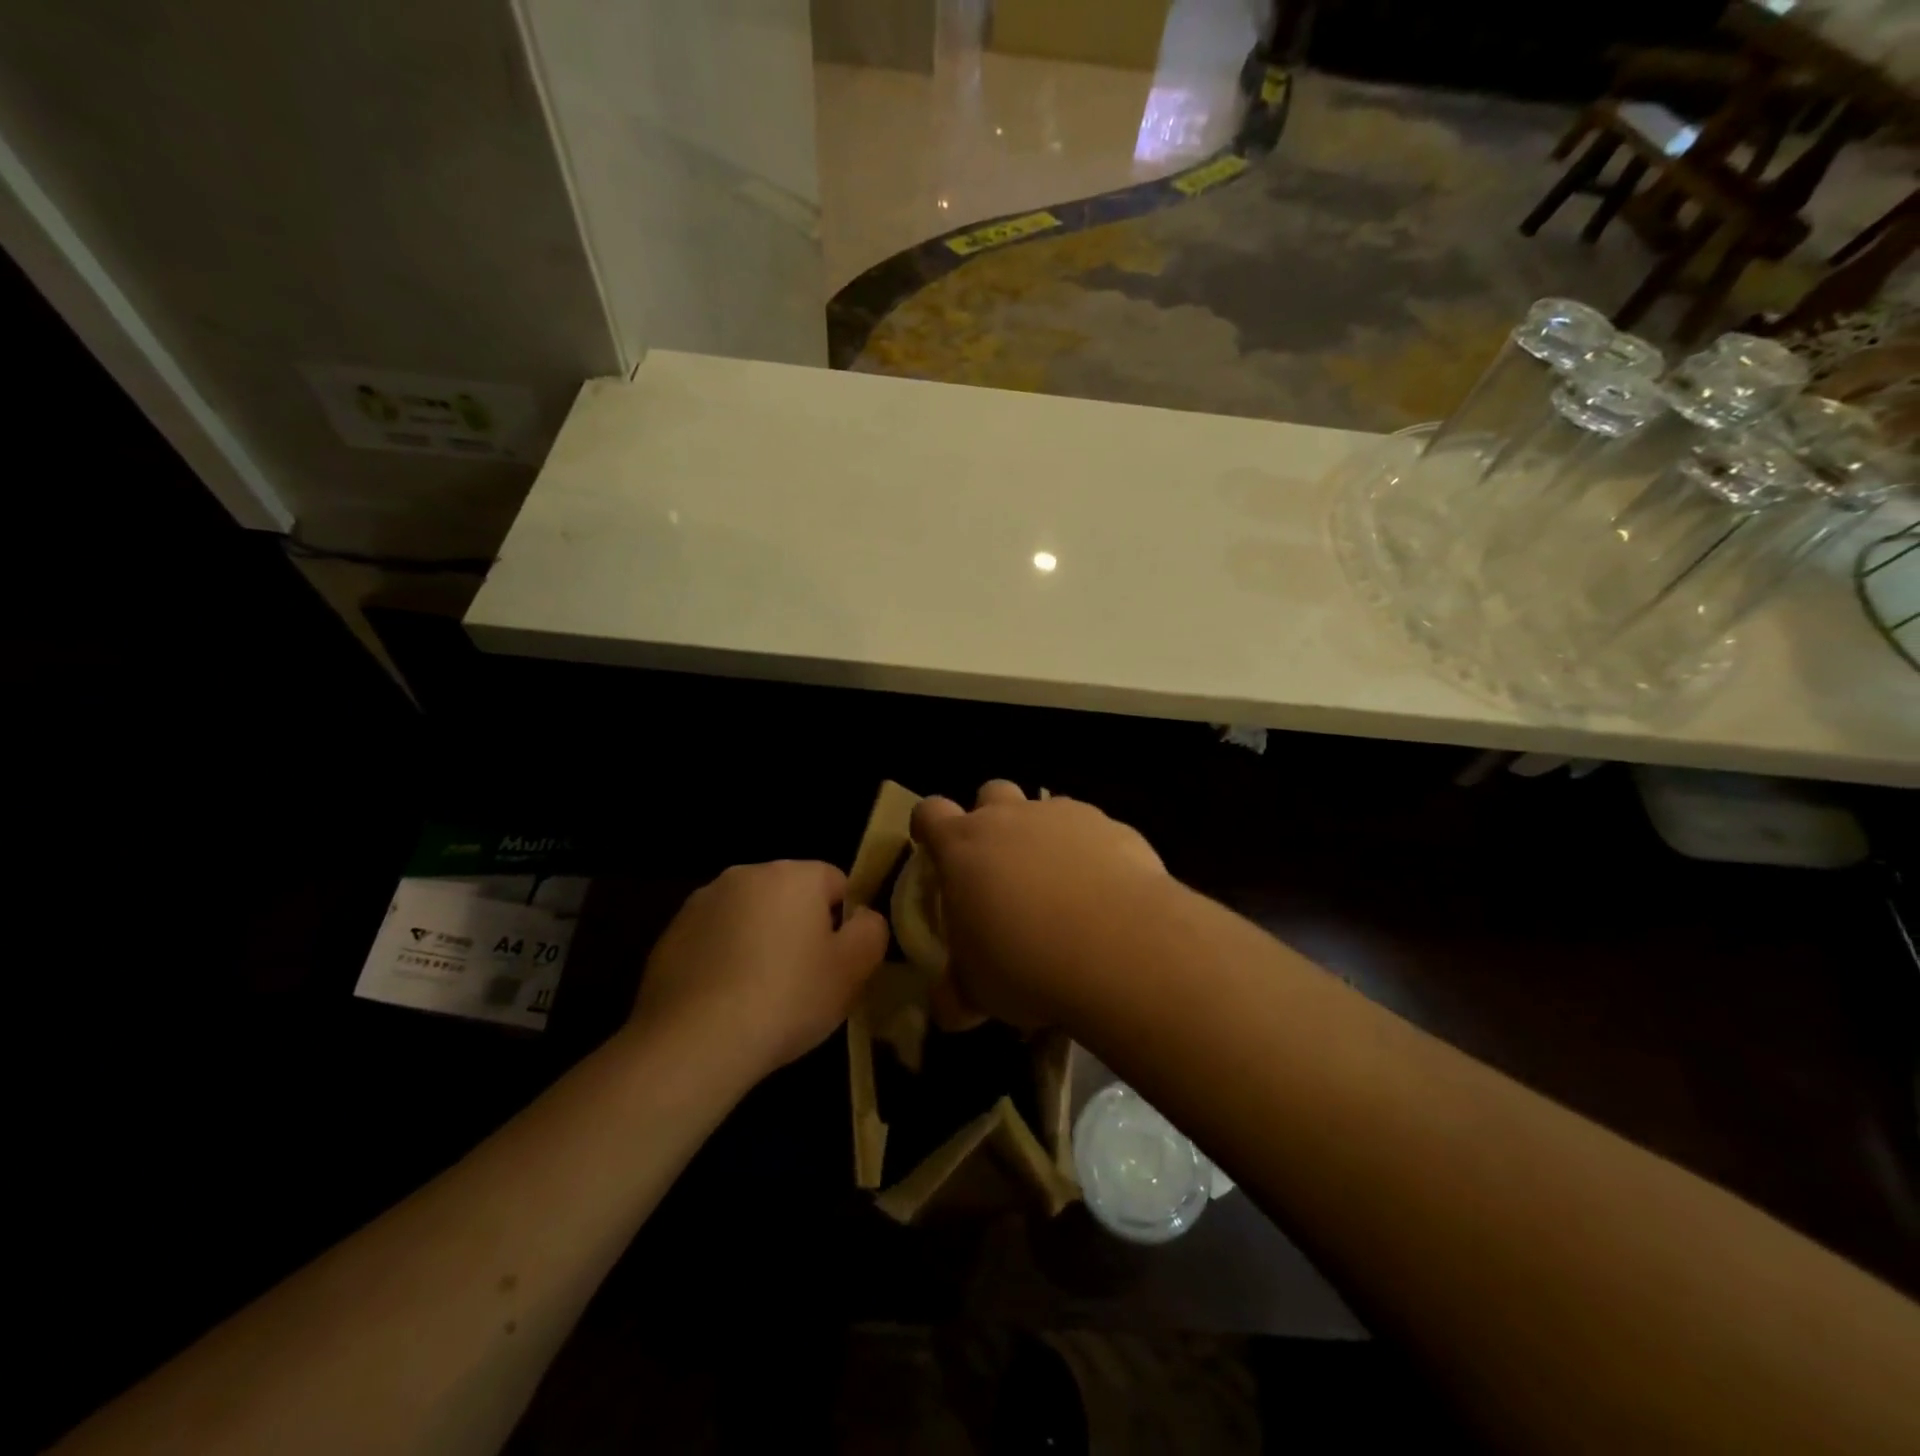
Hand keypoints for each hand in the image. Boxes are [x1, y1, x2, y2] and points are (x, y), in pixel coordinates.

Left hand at [629, 861, 888, 1078]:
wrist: (694, 1042)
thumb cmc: (786, 998)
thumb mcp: (853, 970)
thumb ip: (871, 931)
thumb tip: (863, 917)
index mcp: (793, 874)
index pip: (835, 882)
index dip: (843, 923)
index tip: (836, 962)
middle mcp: (745, 874)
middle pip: (788, 895)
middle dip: (798, 928)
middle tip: (802, 980)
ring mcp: (701, 903)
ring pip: (748, 916)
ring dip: (758, 941)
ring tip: (758, 995)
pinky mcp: (669, 935)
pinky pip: (712, 940)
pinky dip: (722, 960)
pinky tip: (723, 1002)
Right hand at [913, 782, 1166, 1027]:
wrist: (1119, 946)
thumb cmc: (1025, 963)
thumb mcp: (977, 990)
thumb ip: (956, 992)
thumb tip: (948, 1008)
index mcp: (963, 846)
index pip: (930, 812)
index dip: (928, 826)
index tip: (933, 847)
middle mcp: (1011, 818)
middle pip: (991, 793)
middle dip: (992, 819)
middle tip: (1001, 865)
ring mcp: (1065, 816)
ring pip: (1047, 809)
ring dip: (1045, 837)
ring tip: (1060, 887)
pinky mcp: (1113, 827)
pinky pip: (1094, 832)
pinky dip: (1093, 854)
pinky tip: (1106, 895)